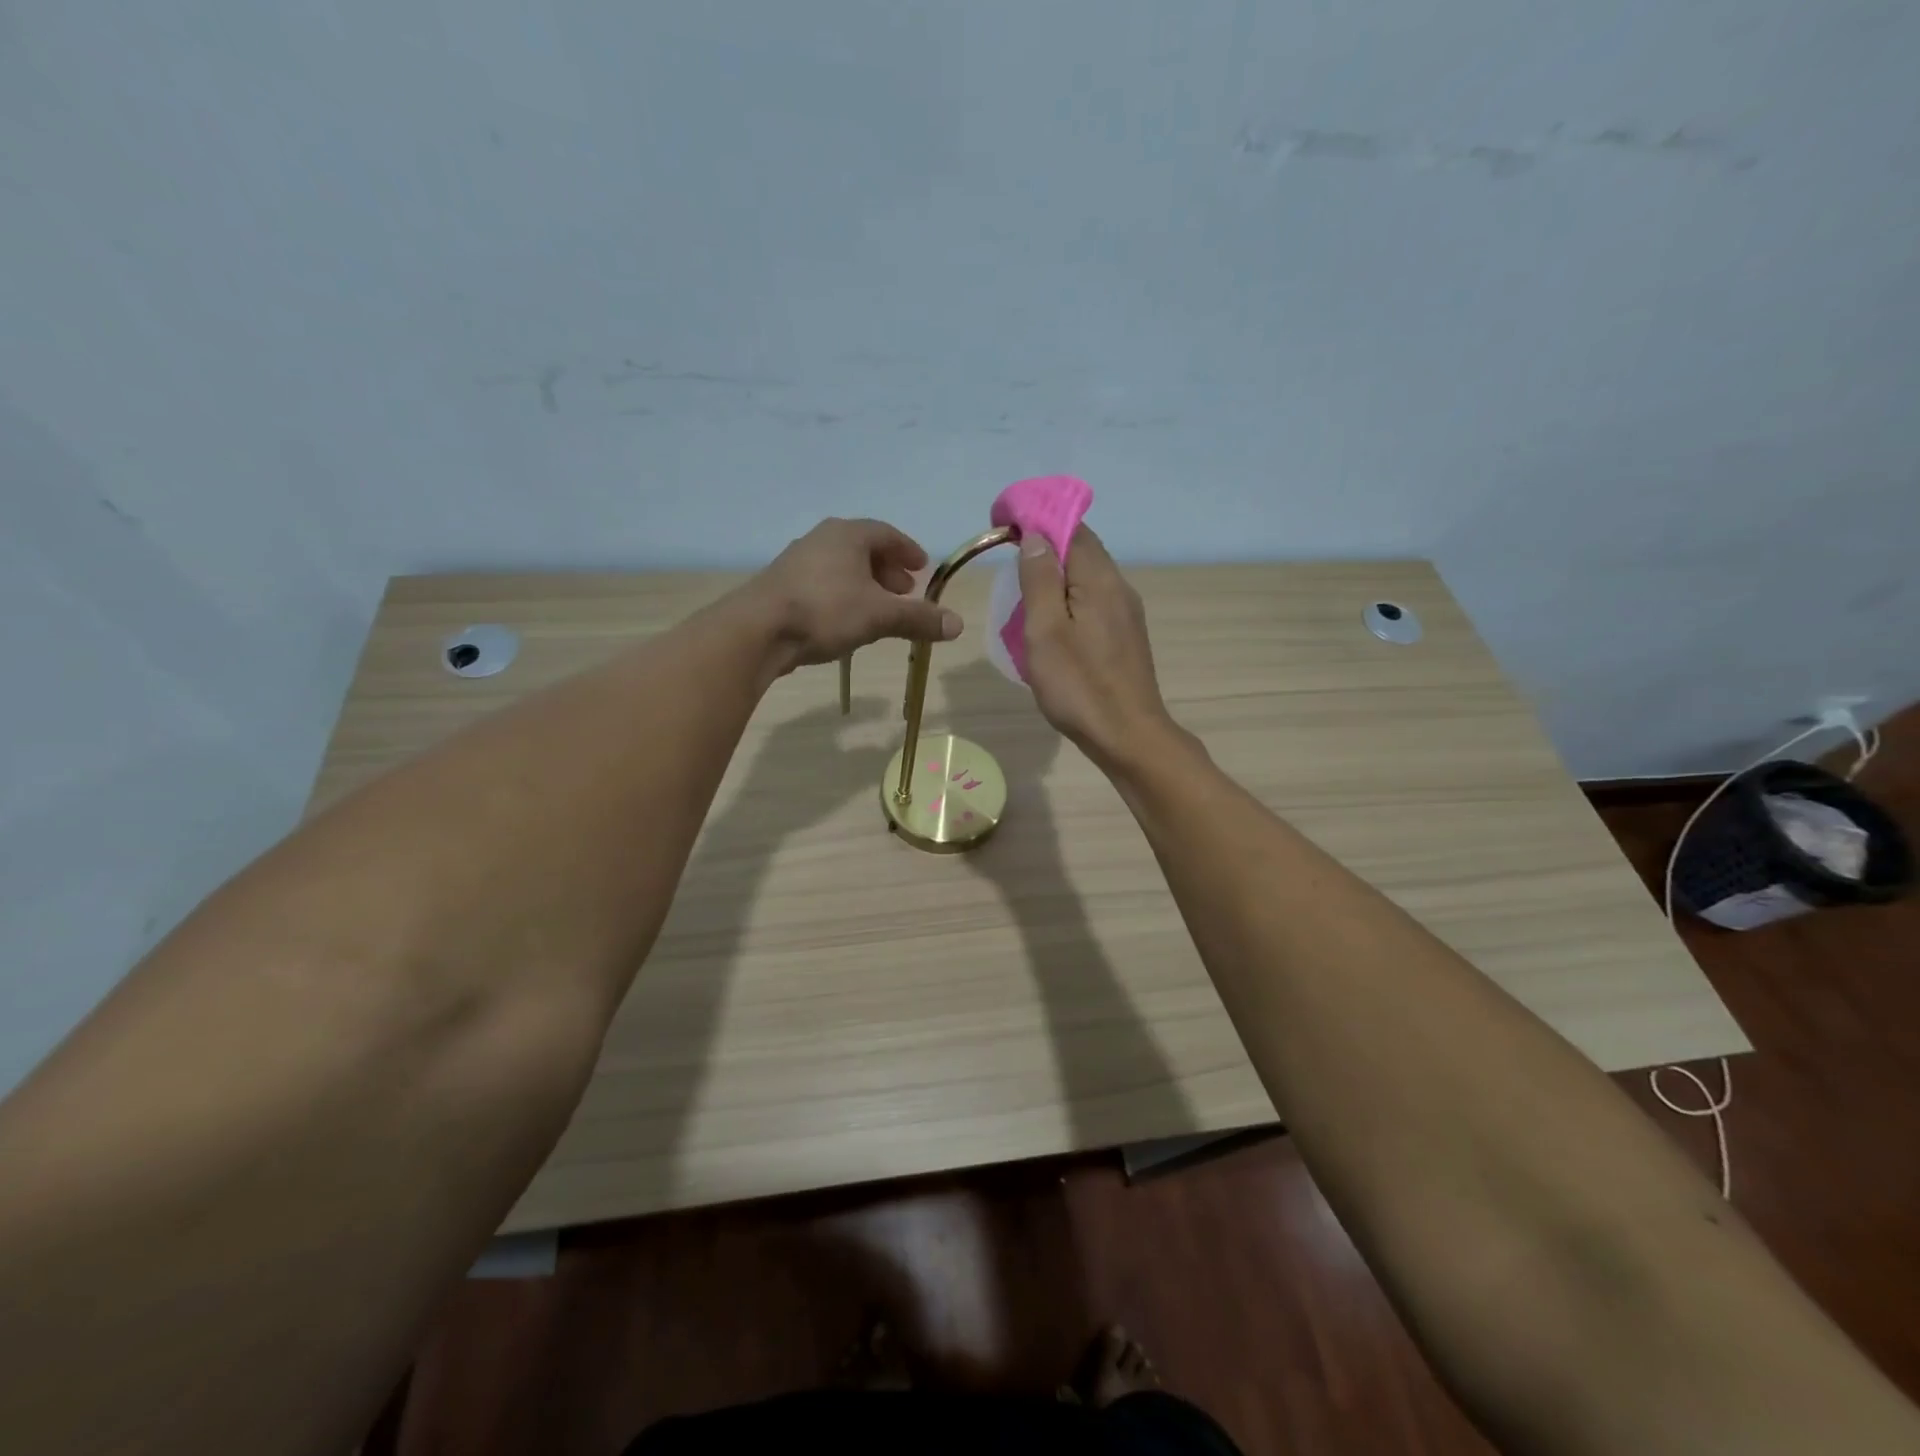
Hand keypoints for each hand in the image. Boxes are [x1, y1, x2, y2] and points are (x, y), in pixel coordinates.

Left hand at [748, 518, 962, 669]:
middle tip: (905, 590)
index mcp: (848, 534)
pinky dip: (843, 595)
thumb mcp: (880, 616)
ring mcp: (797, 562)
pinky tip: (846, 620)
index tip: (922, 567)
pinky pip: (823, 583)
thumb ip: (919, 619)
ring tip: (878, 608)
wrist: (757, 630)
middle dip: (887, 569)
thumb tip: (958, 625)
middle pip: (863, 549)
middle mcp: (822, 539)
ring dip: (865, 584)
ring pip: (841, 567)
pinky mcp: (781, 586)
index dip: (908, 550)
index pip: (886, 533)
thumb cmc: (825, 611)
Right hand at [1017, 526, 1172, 766]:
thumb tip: (1036, 536)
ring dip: (1057, 577)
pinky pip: (1094, 602)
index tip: (1005, 529)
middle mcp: (1119, 588)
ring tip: (1025, 595)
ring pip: (1088, 578)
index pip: (1072, 529)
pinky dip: (1070, 600)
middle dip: (1046, 548)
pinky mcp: (1126, 637)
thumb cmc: (1079, 685)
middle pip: (1082, 551)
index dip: (1039, 521)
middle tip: (1009, 566)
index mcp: (1100, 580)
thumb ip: (1040, 580)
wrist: (1127, 736)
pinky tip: (1053, 624)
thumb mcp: (1046, 630)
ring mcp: (1127, 614)